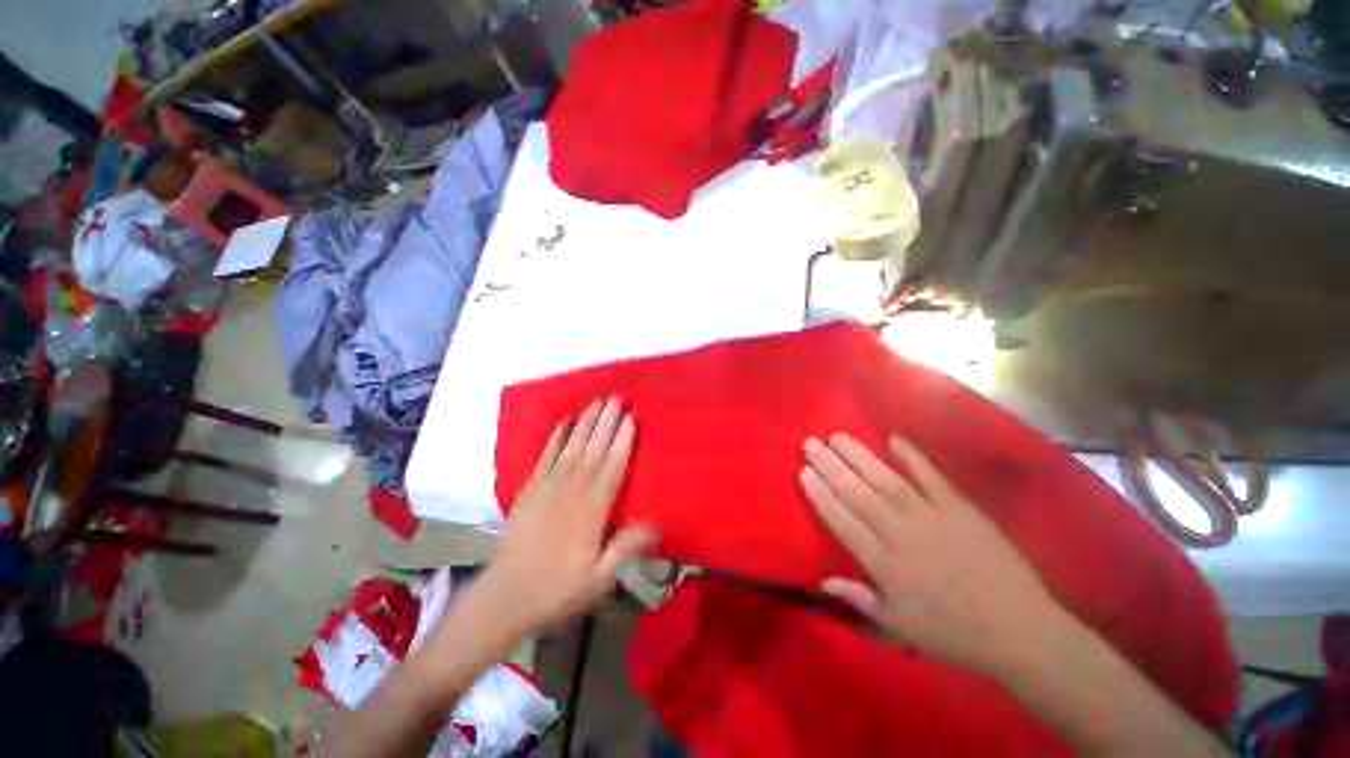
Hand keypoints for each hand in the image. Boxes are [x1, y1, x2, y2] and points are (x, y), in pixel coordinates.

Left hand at [453, 398, 656, 655]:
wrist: (503, 599)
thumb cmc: (557, 591)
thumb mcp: (598, 580)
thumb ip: (625, 548)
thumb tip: (656, 522)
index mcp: (591, 512)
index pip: (611, 468)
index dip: (622, 442)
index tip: (631, 418)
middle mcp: (571, 492)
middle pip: (593, 450)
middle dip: (606, 422)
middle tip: (617, 398)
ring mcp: (547, 487)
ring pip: (572, 447)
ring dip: (586, 423)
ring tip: (597, 401)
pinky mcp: (529, 489)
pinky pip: (545, 456)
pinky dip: (556, 437)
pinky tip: (564, 422)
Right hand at [801, 433, 1064, 675]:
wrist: (1019, 630)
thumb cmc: (953, 632)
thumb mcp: (900, 628)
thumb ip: (860, 600)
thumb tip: (821, 581)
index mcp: (887, 567)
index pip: (844, 522)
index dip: (821, 495)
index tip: (804, 472)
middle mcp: (903, 536)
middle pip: (859, 495)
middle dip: (831, 467)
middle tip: (811, 443)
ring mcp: (933, 518)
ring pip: (887, 481)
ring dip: (860, 457)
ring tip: (837, 436)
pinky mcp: (961, 509)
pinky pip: (933, 478)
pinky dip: (914, 457)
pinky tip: (894, 439)